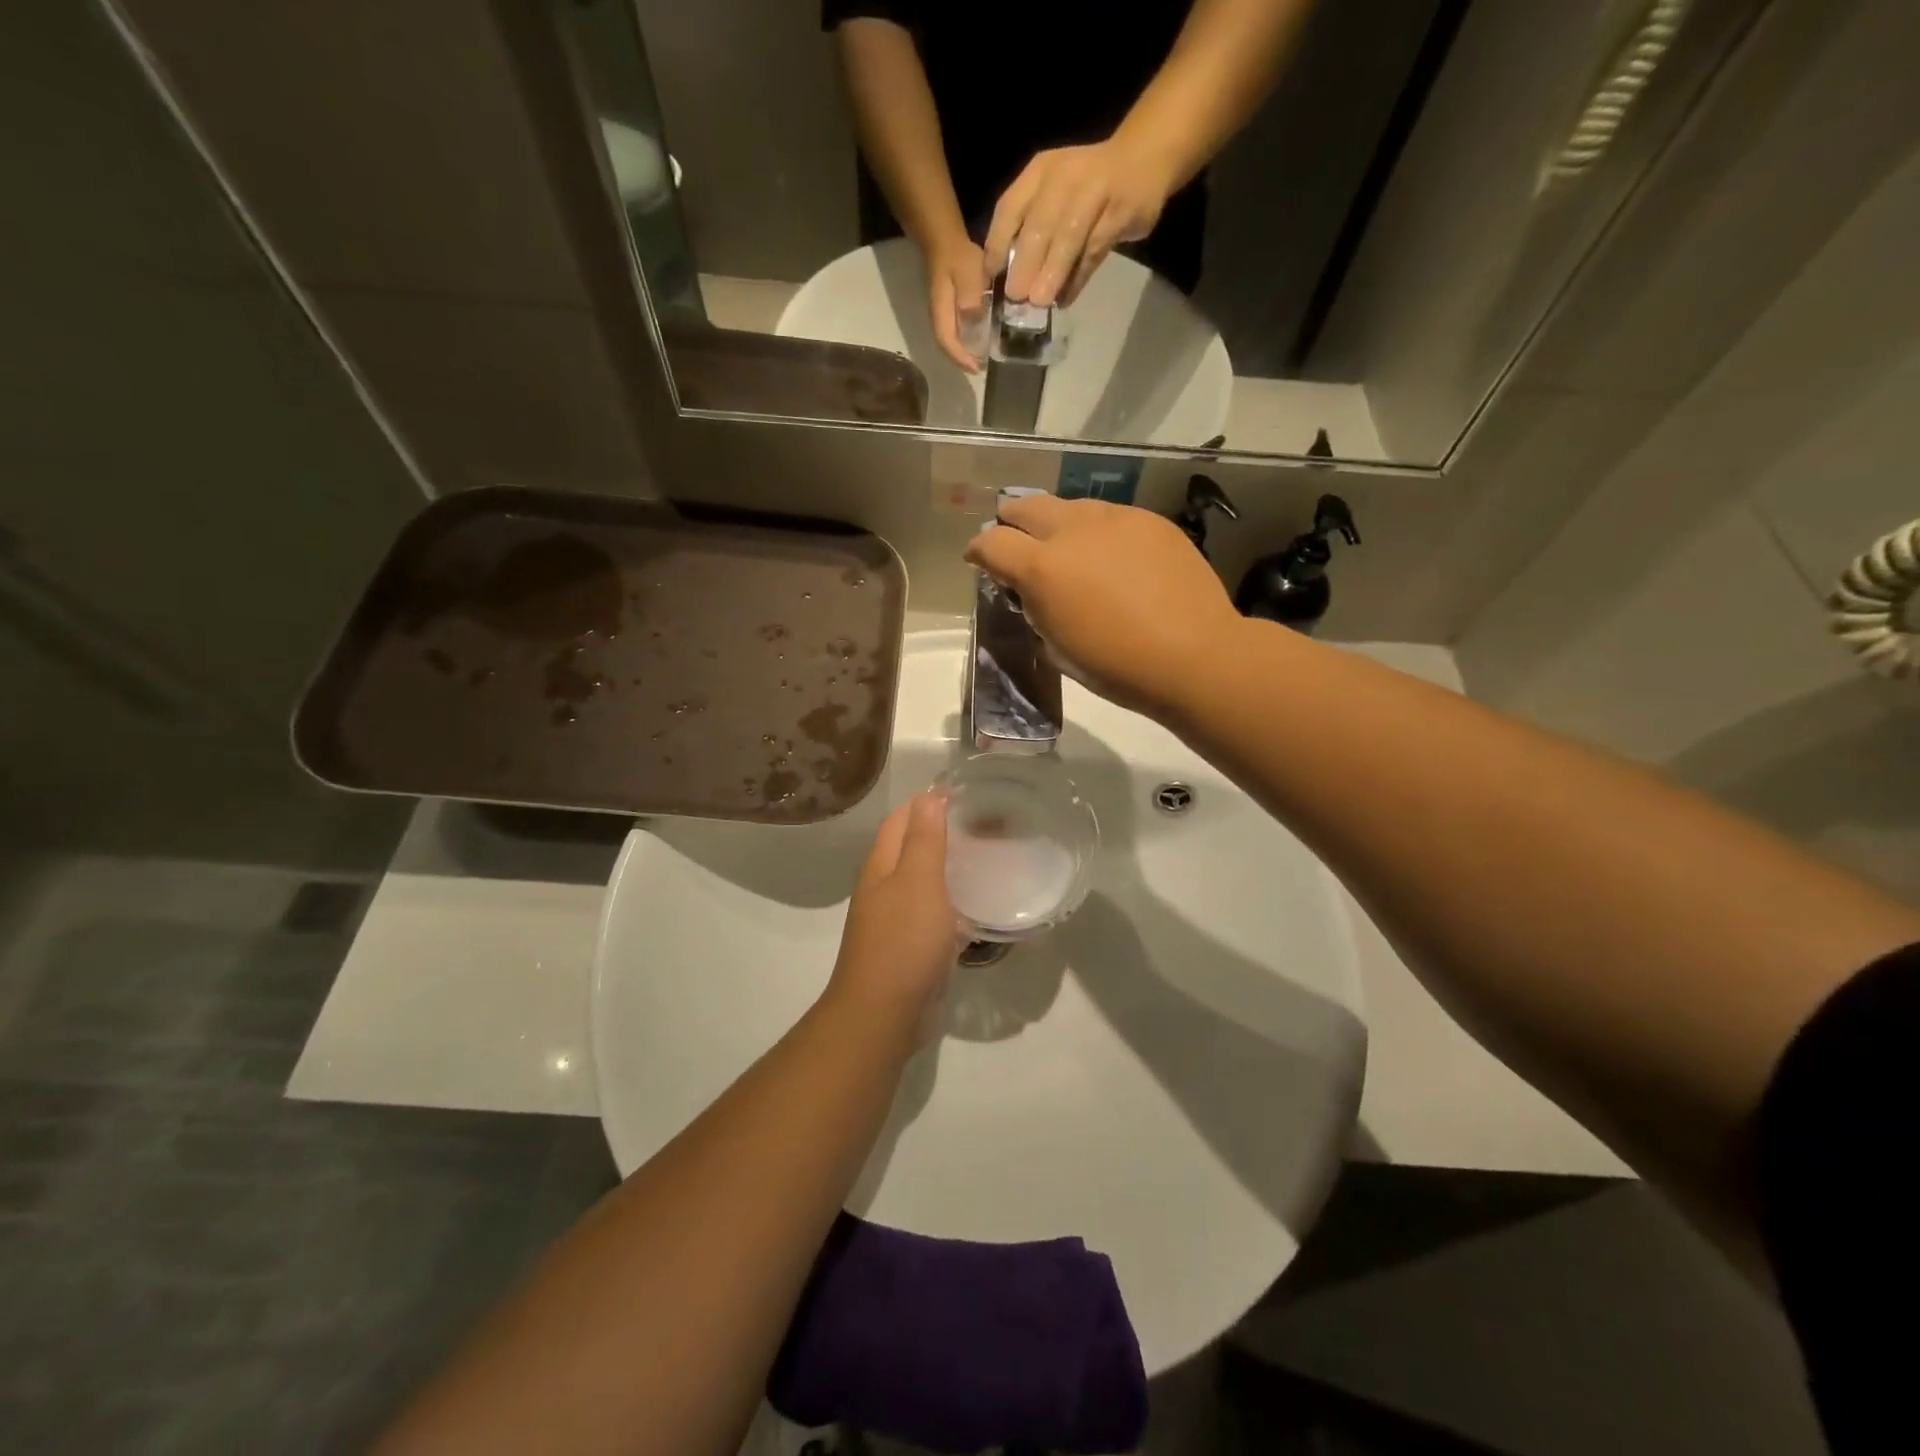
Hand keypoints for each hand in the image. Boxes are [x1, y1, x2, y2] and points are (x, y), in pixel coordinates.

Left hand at [827, 793, 962, 1034]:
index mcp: (882, 866)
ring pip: (926, 883)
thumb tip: (928, 795)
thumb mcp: (919, 882)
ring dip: (952, 869)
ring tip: (991, 860)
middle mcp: (885, 888)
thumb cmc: (903, 941)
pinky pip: (936, 916)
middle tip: (986, 825)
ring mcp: (897, 920)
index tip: (965, 793)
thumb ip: (925, 839)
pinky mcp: (913, 948)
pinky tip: (981, 907)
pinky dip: (956, 905)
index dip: (927, 803)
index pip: (901, 820)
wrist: (884, 1014)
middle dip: (944, 833)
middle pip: (913, 849)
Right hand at [924, 237, 989, 372]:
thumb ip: (970, 298)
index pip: (948, 343)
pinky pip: (956, 330)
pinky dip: (966, 339)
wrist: (943, 238)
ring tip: (981, 357)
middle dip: (963, 360)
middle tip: (981, 367)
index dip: (961, 358)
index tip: (977, 369)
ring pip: (951, 339)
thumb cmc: (957, 256)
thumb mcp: (967, 273)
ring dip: (964, 351)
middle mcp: (939, 317)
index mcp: (942, 313)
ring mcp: (942, 313)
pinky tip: (979, 338)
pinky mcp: (948, 307)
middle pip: (948, 346)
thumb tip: (975, 323)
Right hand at [964, 496, 1243, 720]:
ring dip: (1057, 522)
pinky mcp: (1150, 521)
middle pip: (1026, 507)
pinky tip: (1111, 555)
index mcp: (1042, 568)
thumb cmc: (1118, 666)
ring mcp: (1116, 519)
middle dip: (1011, 521)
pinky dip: (1098, 530)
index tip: (979, 561)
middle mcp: (1073, 531)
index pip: (991, 542)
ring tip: (1065, 545)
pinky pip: (1111, 516)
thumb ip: (1037, 608)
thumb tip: (1033, 591)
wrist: (1194, 655)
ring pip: (1071, 506)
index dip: (978, 550)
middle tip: (1013, 539)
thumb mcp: (1058, 646)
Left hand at [985, 139, 1174, 307]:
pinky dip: (1078, 277)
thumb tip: (1010, 279)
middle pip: (1040, 223)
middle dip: (1026, 262)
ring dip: (1053, 272)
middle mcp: (1065, 177)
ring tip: (1039, 301)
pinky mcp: (1120, 212)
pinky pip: (1095, 250)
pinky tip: (1065, 298)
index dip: (998, 243)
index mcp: (1040, 172)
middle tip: (1015, 295)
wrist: (1143, 157)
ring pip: (1070, 236)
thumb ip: (1031, 227)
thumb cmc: (1087, 185)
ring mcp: (1096, 191)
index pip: (1010, 207)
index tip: (991, 277)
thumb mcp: (1053, 192)